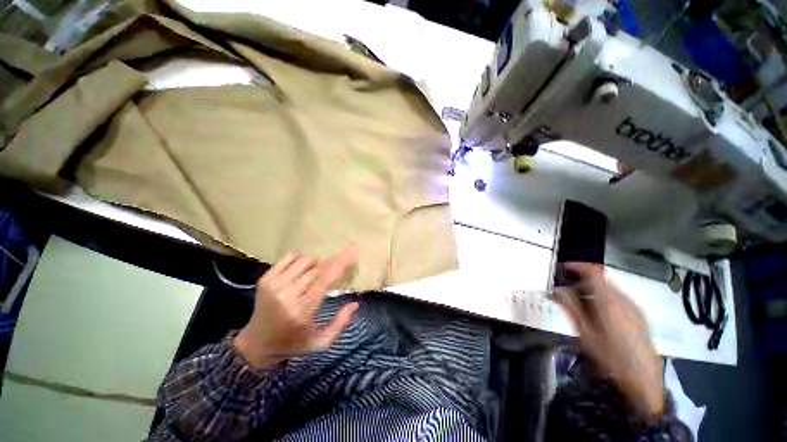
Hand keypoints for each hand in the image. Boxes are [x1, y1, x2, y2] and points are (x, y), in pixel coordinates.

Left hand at [234, 247, 359, 368]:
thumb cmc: (292, 344)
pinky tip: (302, 270)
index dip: (341, 263)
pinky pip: (289, 257)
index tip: (354, 250)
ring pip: (305, 260)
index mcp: (301, 311)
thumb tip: (355, 303)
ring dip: (316, 263)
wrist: (255, 344)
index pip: (325, 280)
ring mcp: (273, 285)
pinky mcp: (265, 279)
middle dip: (331, 265)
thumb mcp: (319, 343)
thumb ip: (340, 324)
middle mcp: (286, 295)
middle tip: (335, 268)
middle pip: (317, 268)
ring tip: (315, 275)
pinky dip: (300, 259)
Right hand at [554, 262, 664, 421]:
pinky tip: (597, 314)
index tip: (563, 269)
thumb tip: (556, 289)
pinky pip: (618, 298)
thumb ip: (570, 307)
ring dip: (592, 290)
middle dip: (581, 280)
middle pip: (601, 279)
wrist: (643, 381)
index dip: (577, 266)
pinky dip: (603, 298)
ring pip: (610, 289)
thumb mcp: (584, 333)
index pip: (594, 271)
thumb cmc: (610, 357)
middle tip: (566, 289)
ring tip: (578, 303)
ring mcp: (634, 308)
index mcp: (610, 301)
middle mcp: (624, 299)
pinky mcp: (639, 316)